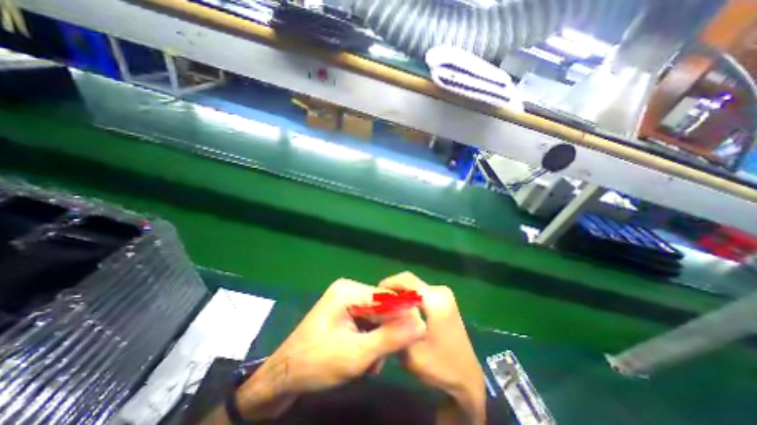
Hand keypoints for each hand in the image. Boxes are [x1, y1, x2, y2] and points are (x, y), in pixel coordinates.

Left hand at [236, 280, 425, 421]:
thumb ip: (390, 338)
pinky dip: (370, 338)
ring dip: (379, 338)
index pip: (387, 297)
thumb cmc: (316, 363)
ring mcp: (346, 300)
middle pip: (382, 306)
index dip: (403, 314)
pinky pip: (367, 320)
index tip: (417, 335)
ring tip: (372, 362)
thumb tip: (421, 325)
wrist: (283, 376)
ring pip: (377, 315)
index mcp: (348, 291)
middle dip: (387, 331)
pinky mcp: (345, 311)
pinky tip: (365, 357)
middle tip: (385, 357)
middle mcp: (348, 290)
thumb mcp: (357, 355)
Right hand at [379, 272, 484, 424]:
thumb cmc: (439, 367)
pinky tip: (402, 310)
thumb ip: (396, 326)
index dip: (388, 283)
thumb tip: (383, 309)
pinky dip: (409, 297)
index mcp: (435, 300)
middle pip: (410, 281)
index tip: (375, 294)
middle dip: (393, 289)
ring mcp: (445, 295)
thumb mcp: (410, 352)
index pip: (407, 280)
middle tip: (379, 303)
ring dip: (401, 293)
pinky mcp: (445, 300)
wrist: (467, 378)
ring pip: (415, 286)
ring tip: (388, 307)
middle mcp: (441, 292)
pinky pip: (421, 292)